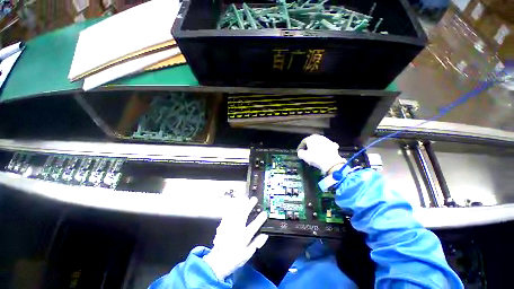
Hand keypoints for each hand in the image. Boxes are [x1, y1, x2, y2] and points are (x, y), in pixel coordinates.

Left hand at [203, 197, 267, 280]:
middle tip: (254, 199)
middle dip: (249, 206)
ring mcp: (228, 226)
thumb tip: (265, 235)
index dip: (260, 219)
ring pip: (234, 212)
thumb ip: (256, 244)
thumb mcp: (247, 255)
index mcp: (243, 237)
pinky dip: (231, 208)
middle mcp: (236, 230)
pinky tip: (234, 203)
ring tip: (244, 198)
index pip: (254, 226)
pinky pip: (227, 214)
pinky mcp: (222, 225)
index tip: (264, 213)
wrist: (217, 262)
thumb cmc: (233, 259)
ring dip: (240, 204)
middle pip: (243, 215)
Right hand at [297, 134, 345, 174]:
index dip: (300, 147)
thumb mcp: (303, 156)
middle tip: (307, 152)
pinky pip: (326, 146)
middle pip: (311, 141)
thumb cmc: (315, 158)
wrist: (331, 163)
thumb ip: (300, 153)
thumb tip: (300, 152)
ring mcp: (327, 140)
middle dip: (309, 146)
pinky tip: (324, 153)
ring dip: (316, 147)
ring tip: (315, 154)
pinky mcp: (333, 145)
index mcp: (310, 138)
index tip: (299, 152)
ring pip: (319, 143)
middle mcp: (318, 137)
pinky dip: (324, 149)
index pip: (303, 142)